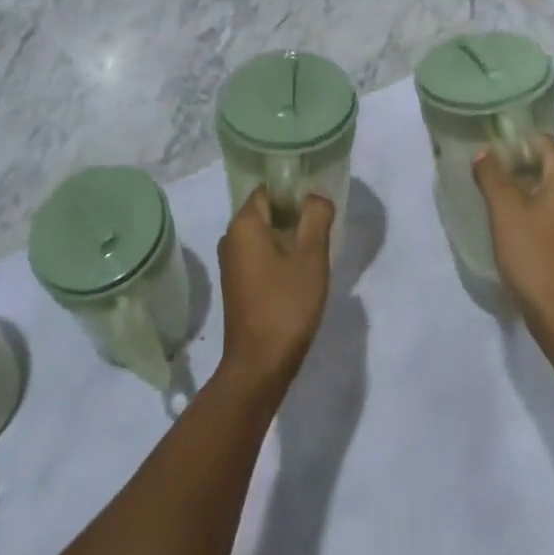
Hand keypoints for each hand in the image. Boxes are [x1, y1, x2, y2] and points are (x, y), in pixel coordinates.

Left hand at [217, 186, 332, 391]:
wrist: (259, 365)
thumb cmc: (286, 304)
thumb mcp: (311, 256)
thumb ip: (316, 216)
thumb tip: (316, 196)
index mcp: (243, 224)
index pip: (268, 189)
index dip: (294, 191)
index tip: (318, 204)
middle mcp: (230, 238)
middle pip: (266, 211)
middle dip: (294, 215)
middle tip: (322, 227)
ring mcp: (231, 263)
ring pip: (264, 235)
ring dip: (288, 238)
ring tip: (315, 250)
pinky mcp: (237, 284)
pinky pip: (259, 255)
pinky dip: (279, 256)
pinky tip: (300, 272)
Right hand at [474, 135, 553, 332]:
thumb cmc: (533, 253)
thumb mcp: (504, 209)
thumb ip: (491, 174)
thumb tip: (484, 153)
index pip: (542, 141)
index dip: (515, 139)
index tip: (488, 144)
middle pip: (546, 163)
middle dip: (515, 163)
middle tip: (484, 168)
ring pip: (548, 188)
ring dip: (521, 186)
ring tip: (491, 190)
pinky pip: (551, 210)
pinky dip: (531, 206)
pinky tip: (508, 218)